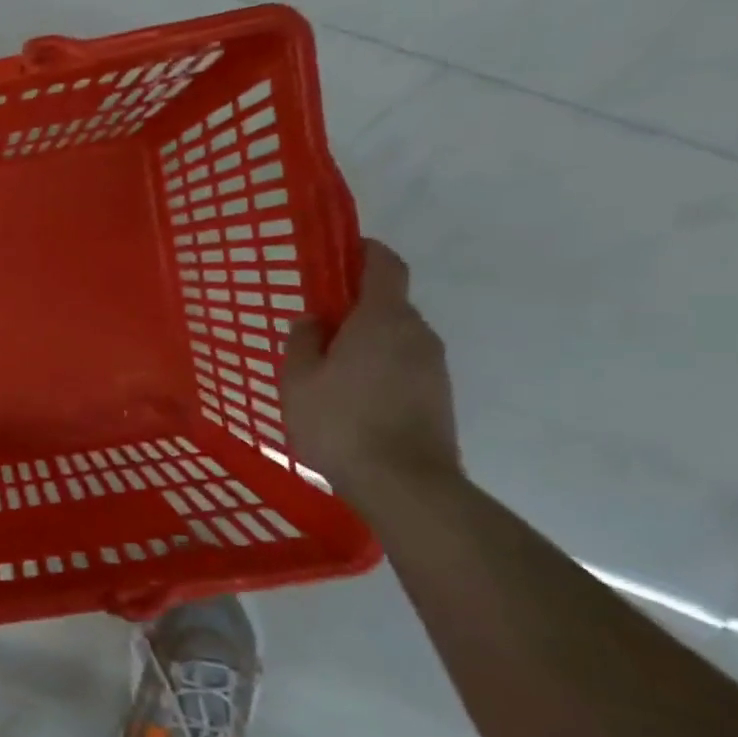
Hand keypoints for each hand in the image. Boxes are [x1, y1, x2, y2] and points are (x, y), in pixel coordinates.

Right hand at [280, 240, 460, 499]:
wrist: (405, 485)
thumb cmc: (341, 422)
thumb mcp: (298, 380)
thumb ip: (302, 341)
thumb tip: (313, 321)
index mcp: (383, 318)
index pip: (384, 264)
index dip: (363, 251)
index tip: (338, 253)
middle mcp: (417, 333)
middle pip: (388, 303)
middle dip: (354, 306)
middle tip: (316, 325)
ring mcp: (434, 366)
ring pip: (395, 337)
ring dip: (365, 341)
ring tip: (328, 368)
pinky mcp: (439, 396)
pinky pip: (403, 365)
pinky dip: (378, 367)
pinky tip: (351, 396)